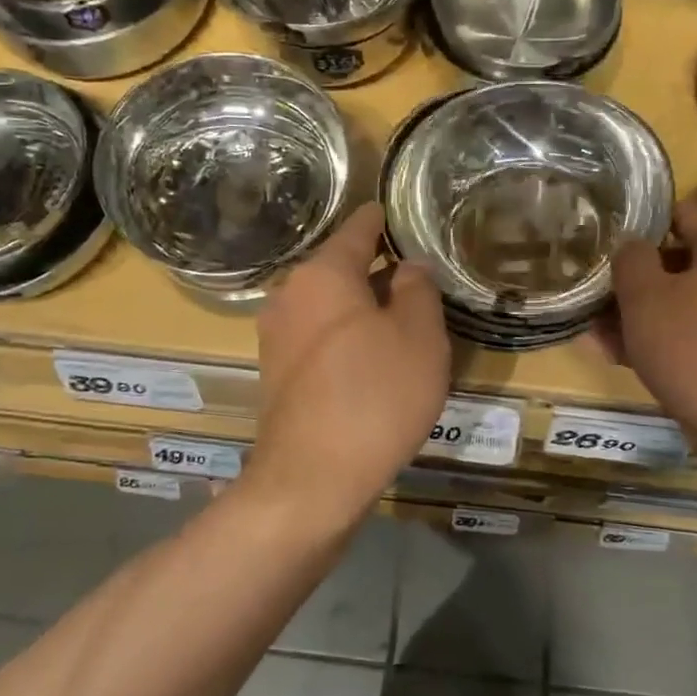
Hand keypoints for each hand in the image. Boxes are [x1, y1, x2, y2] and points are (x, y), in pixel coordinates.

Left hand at [244, 203, 450, 523]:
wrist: (312, 480)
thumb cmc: (376, 396)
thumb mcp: (420, 338)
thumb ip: (418, 290)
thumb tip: (408, 266)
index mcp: (323, 274)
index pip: (359, 228)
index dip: (385, 219)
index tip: (405, 216)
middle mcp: (290, 294)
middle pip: (341, 267)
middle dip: (378, 269)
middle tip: (419, 278)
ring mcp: (276, 335)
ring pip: (329, 304)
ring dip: (362, 306)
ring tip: (403, 319)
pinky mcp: (276, 372)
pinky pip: (318, 335)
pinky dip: (345, 335)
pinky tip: (373, 357)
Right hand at [606, 200, 696, 469]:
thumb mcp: (644, 298)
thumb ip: (630, 260)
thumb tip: (635, 247)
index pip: (684, 214)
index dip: (642, 227)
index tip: (608, 250)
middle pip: (688, 264)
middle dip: (640, 284)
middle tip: (599, 303)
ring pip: (695, 306)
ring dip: (650, 318)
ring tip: (602, 340)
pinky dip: (677, 344)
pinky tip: (635, 365)